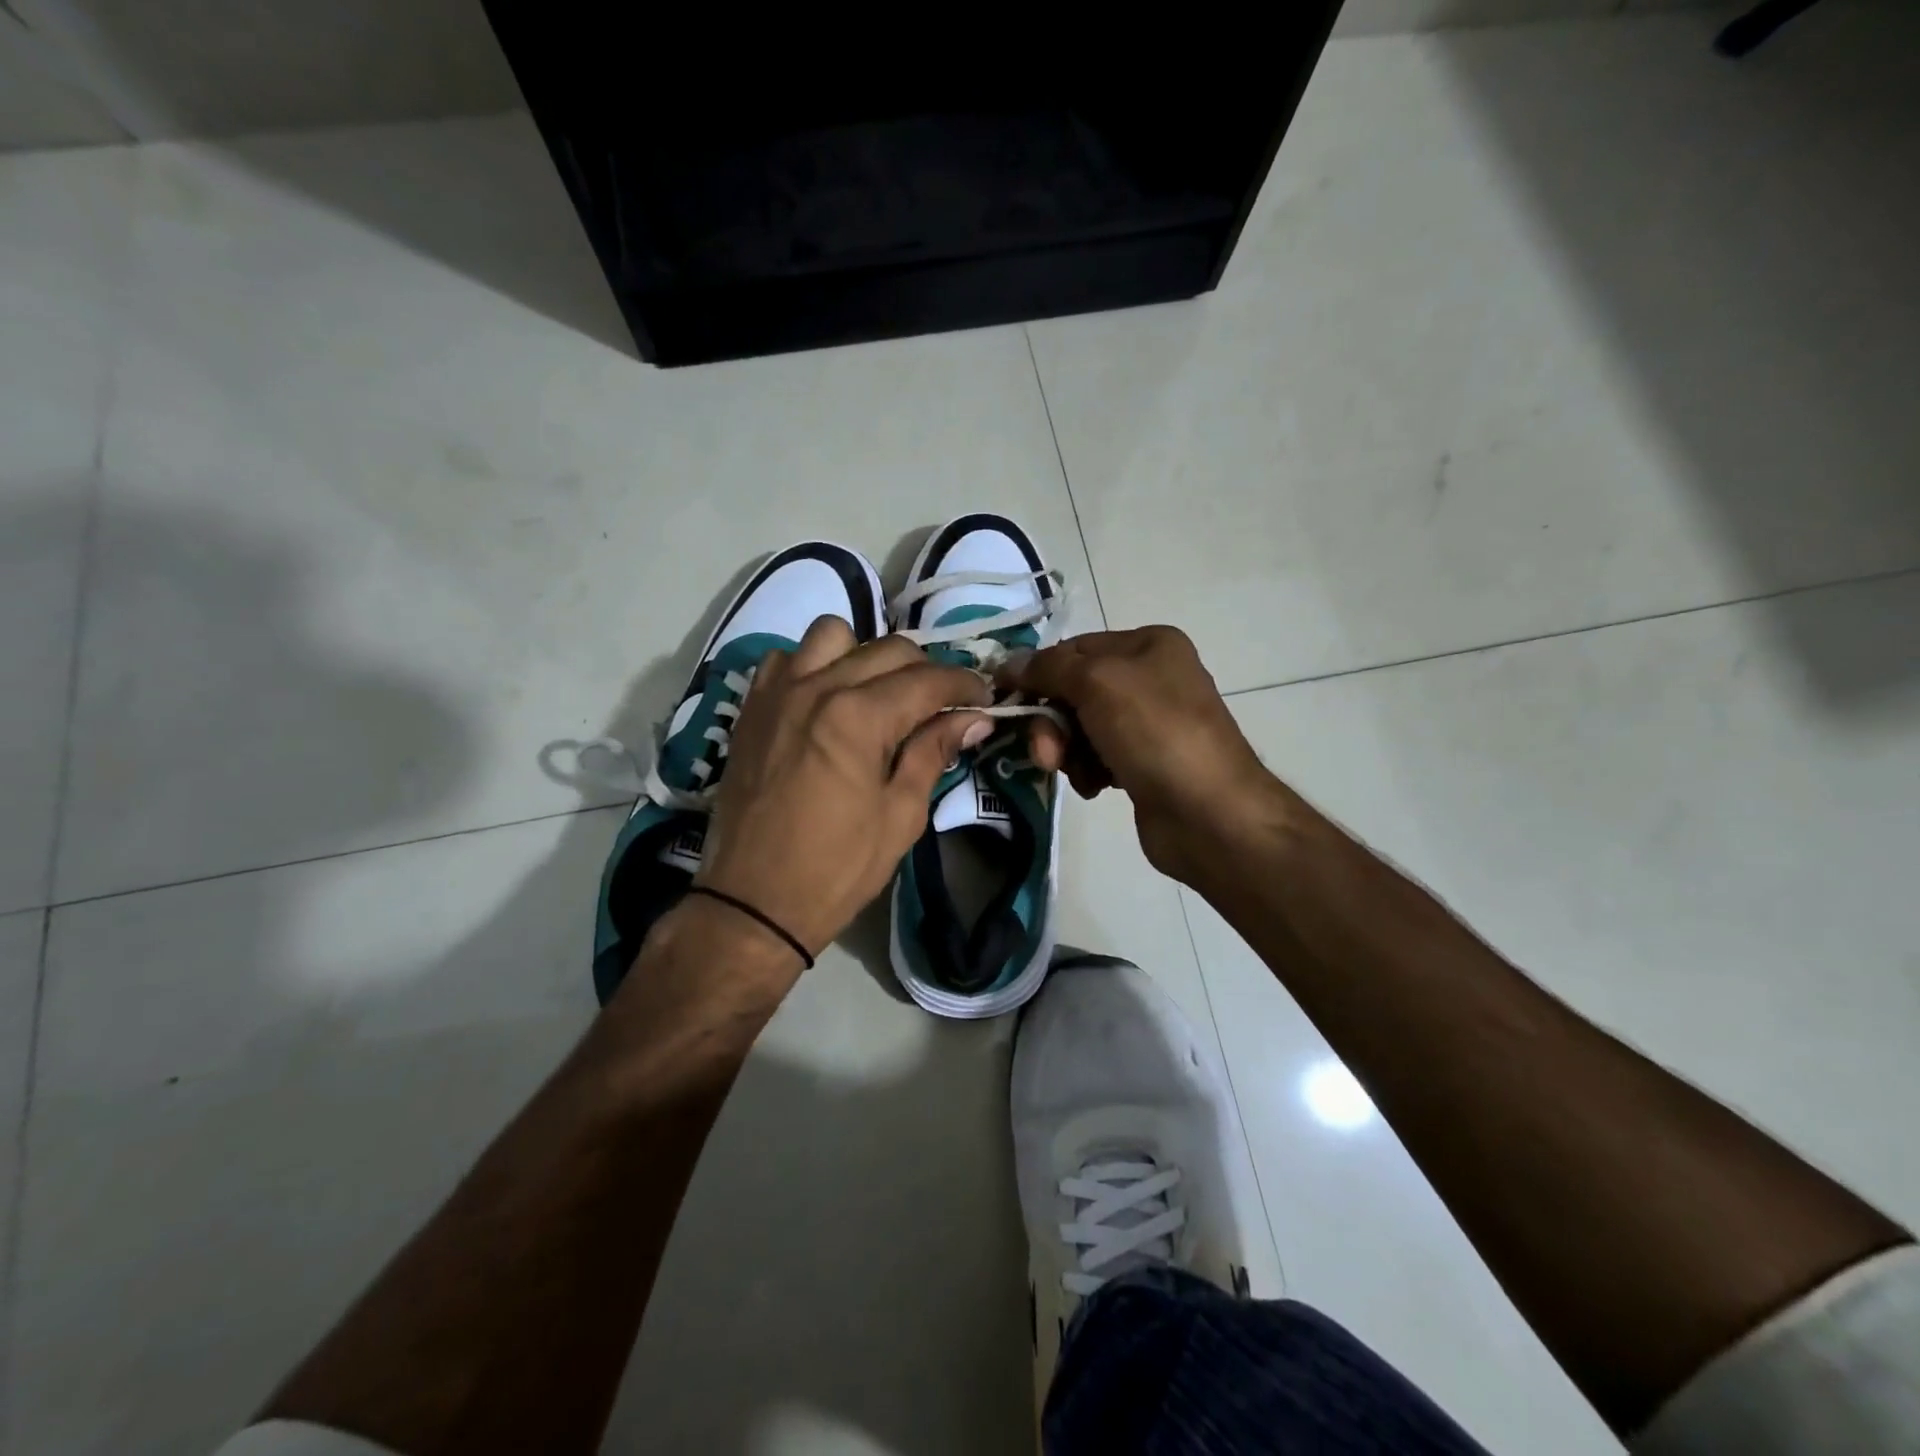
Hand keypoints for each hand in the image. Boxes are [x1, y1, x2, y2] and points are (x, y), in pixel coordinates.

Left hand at [697, 617, 992, 961]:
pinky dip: (814, 665)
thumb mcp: (900, 815)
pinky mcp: (752, 707)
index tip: (984, 698)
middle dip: (927, 670)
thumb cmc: (837, 867)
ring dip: (867, 655)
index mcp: (858, 716)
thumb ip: (934, 753)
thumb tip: (973, 718)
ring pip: (833, 635)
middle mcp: (817, 687)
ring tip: (879, 692)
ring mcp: (778, 692)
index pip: (927, 679)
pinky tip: (826, 698)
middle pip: (888, 649)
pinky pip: (786, 658)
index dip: (964, 684)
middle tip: (943, 703)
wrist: (753, 901)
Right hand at [999, 626, 1284, 884]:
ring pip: (1080, 727)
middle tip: (1048, 752)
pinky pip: (1095, 757)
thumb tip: (1008, 664)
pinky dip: (1088, 770)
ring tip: (1079, 773)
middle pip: (1074, 690)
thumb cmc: (1155, 733)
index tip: (1005, 698)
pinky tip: (1097, 786)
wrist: (1209, 813)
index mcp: (1148, 645)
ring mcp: (1149, 723)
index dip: (1038, 672)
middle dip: (1053, 721)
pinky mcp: (1143, 763)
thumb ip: (1048, 668)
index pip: (1073, 648)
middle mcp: (1150, 678)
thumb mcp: (1098, 683)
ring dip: (1068, 750)